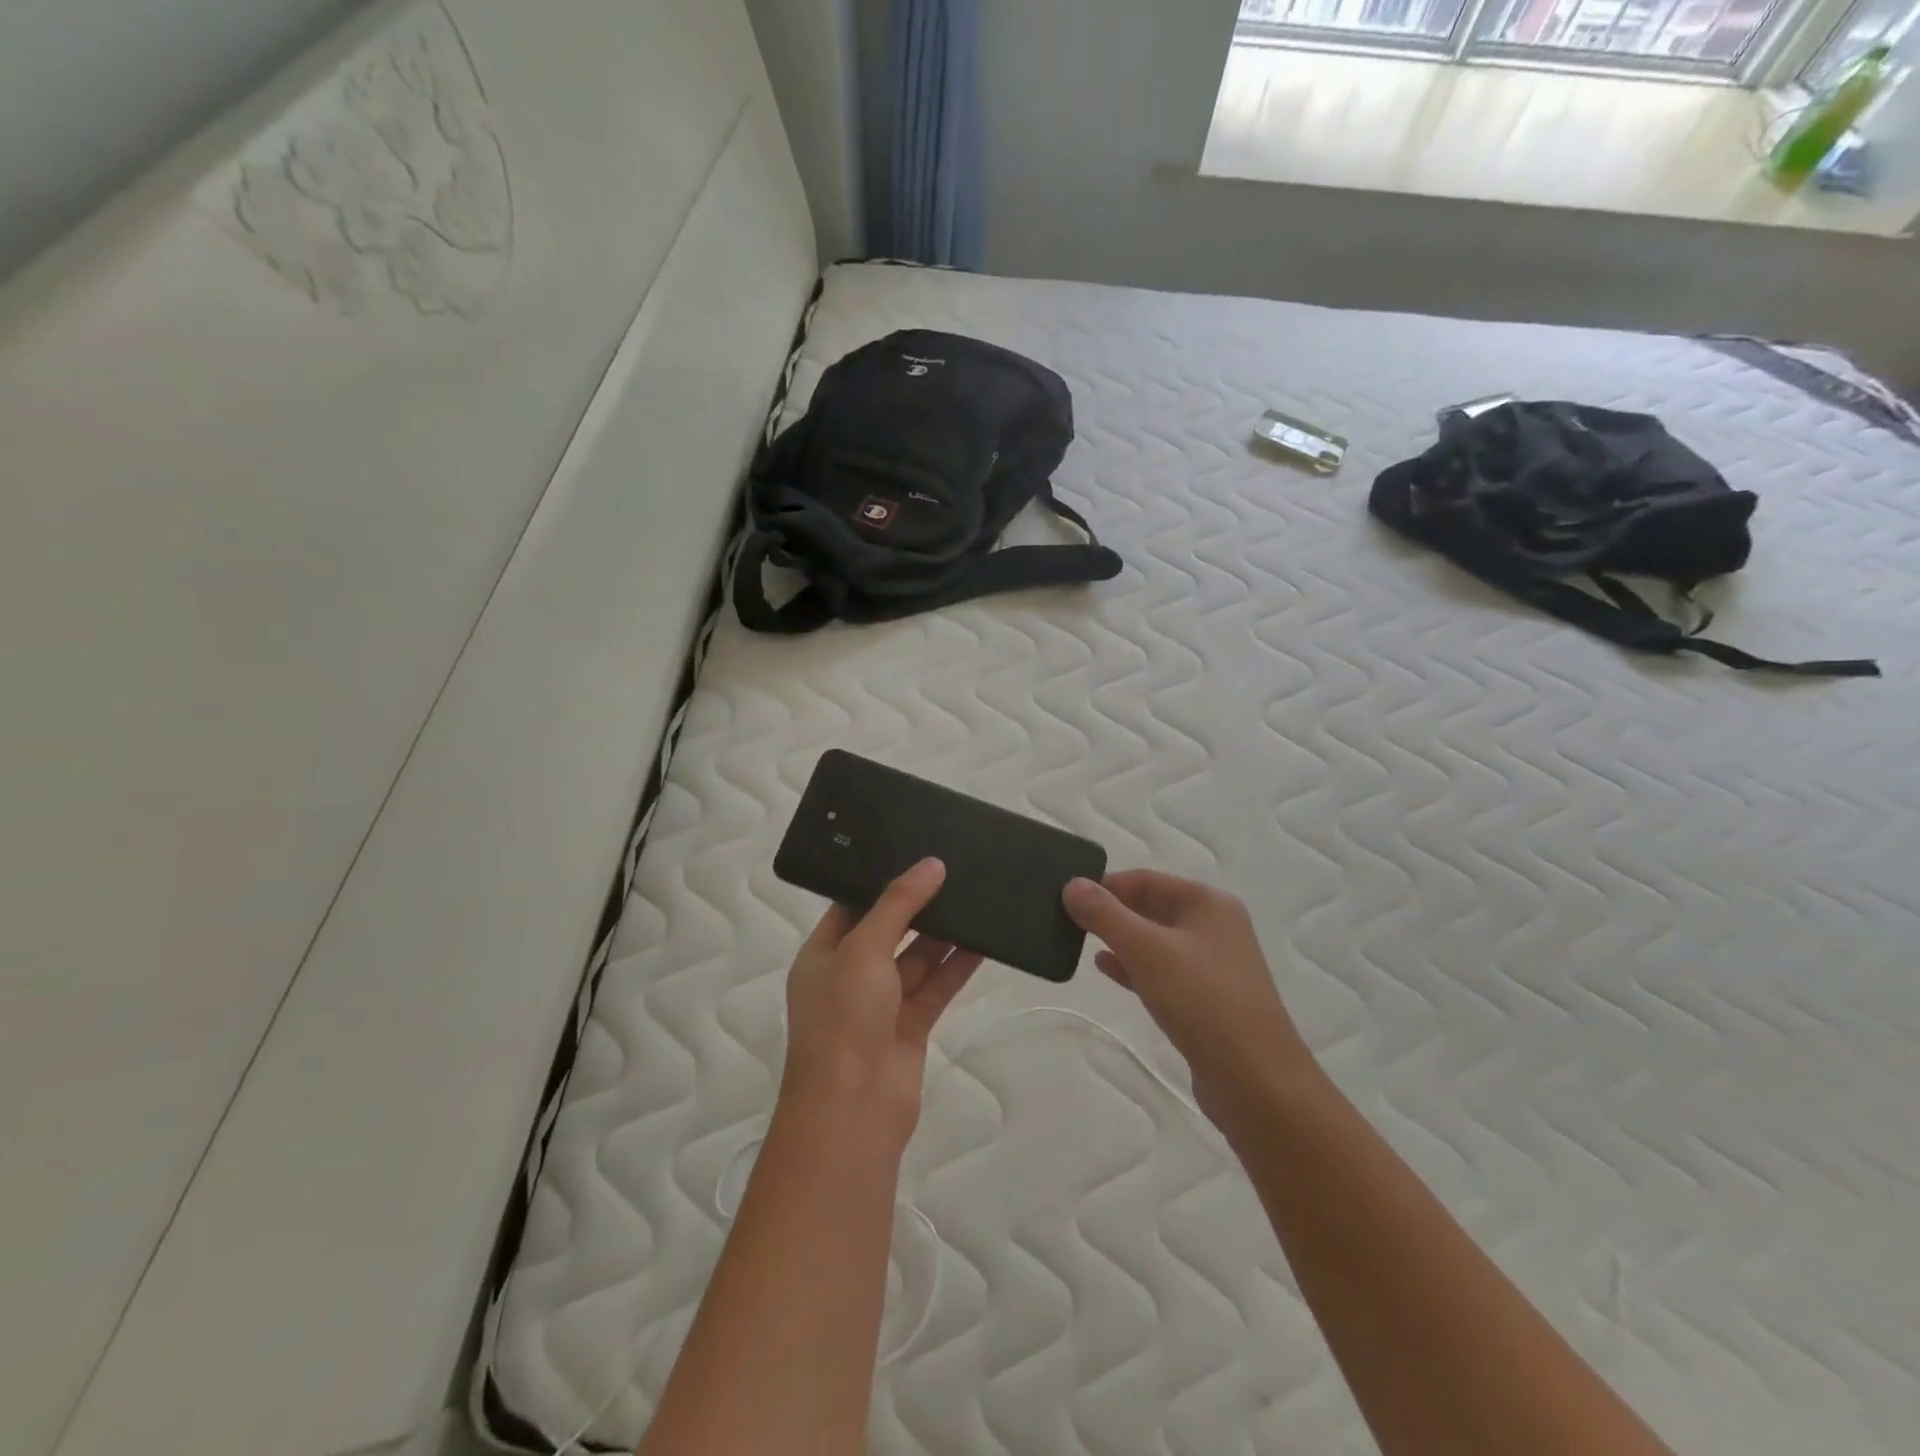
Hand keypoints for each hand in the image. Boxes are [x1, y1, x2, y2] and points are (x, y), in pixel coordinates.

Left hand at [781, 857, 981, 1148]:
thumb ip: (899, 905)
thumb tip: (931, 865)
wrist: (853, 1109)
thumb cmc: (844, 1018)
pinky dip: (957, 966)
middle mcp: (850, 976)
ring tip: (975, 897)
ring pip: (917, 959)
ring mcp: (881, 1003)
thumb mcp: (864, 948)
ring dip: (943, 935)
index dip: (881, 882)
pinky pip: (936, 986)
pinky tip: (984, 942)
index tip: (915, 854)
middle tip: (954, 870)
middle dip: (918, 906)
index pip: (852, 907)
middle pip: (889, 931)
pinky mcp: (910, 1026)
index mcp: (823, 954)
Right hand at [1063, 870, 1314, 1130]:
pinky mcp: (1207, 999)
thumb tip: (1072, 884)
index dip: (1105, 885)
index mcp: (1207, 903)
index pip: (1145, 879)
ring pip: (1155, 940)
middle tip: (1065, 919)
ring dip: (1119, 939)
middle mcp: (1214, 926)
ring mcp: (1213, 964)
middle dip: (1110, 912)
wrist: (1256, 1082)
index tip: (1065, 897)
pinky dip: (1133, 966)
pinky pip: (1162, 970)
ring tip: (1077, 941)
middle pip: (1151, 906)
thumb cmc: (1202, 1001)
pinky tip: (1105, 968)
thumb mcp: (1146, 950)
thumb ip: (1106, 915)